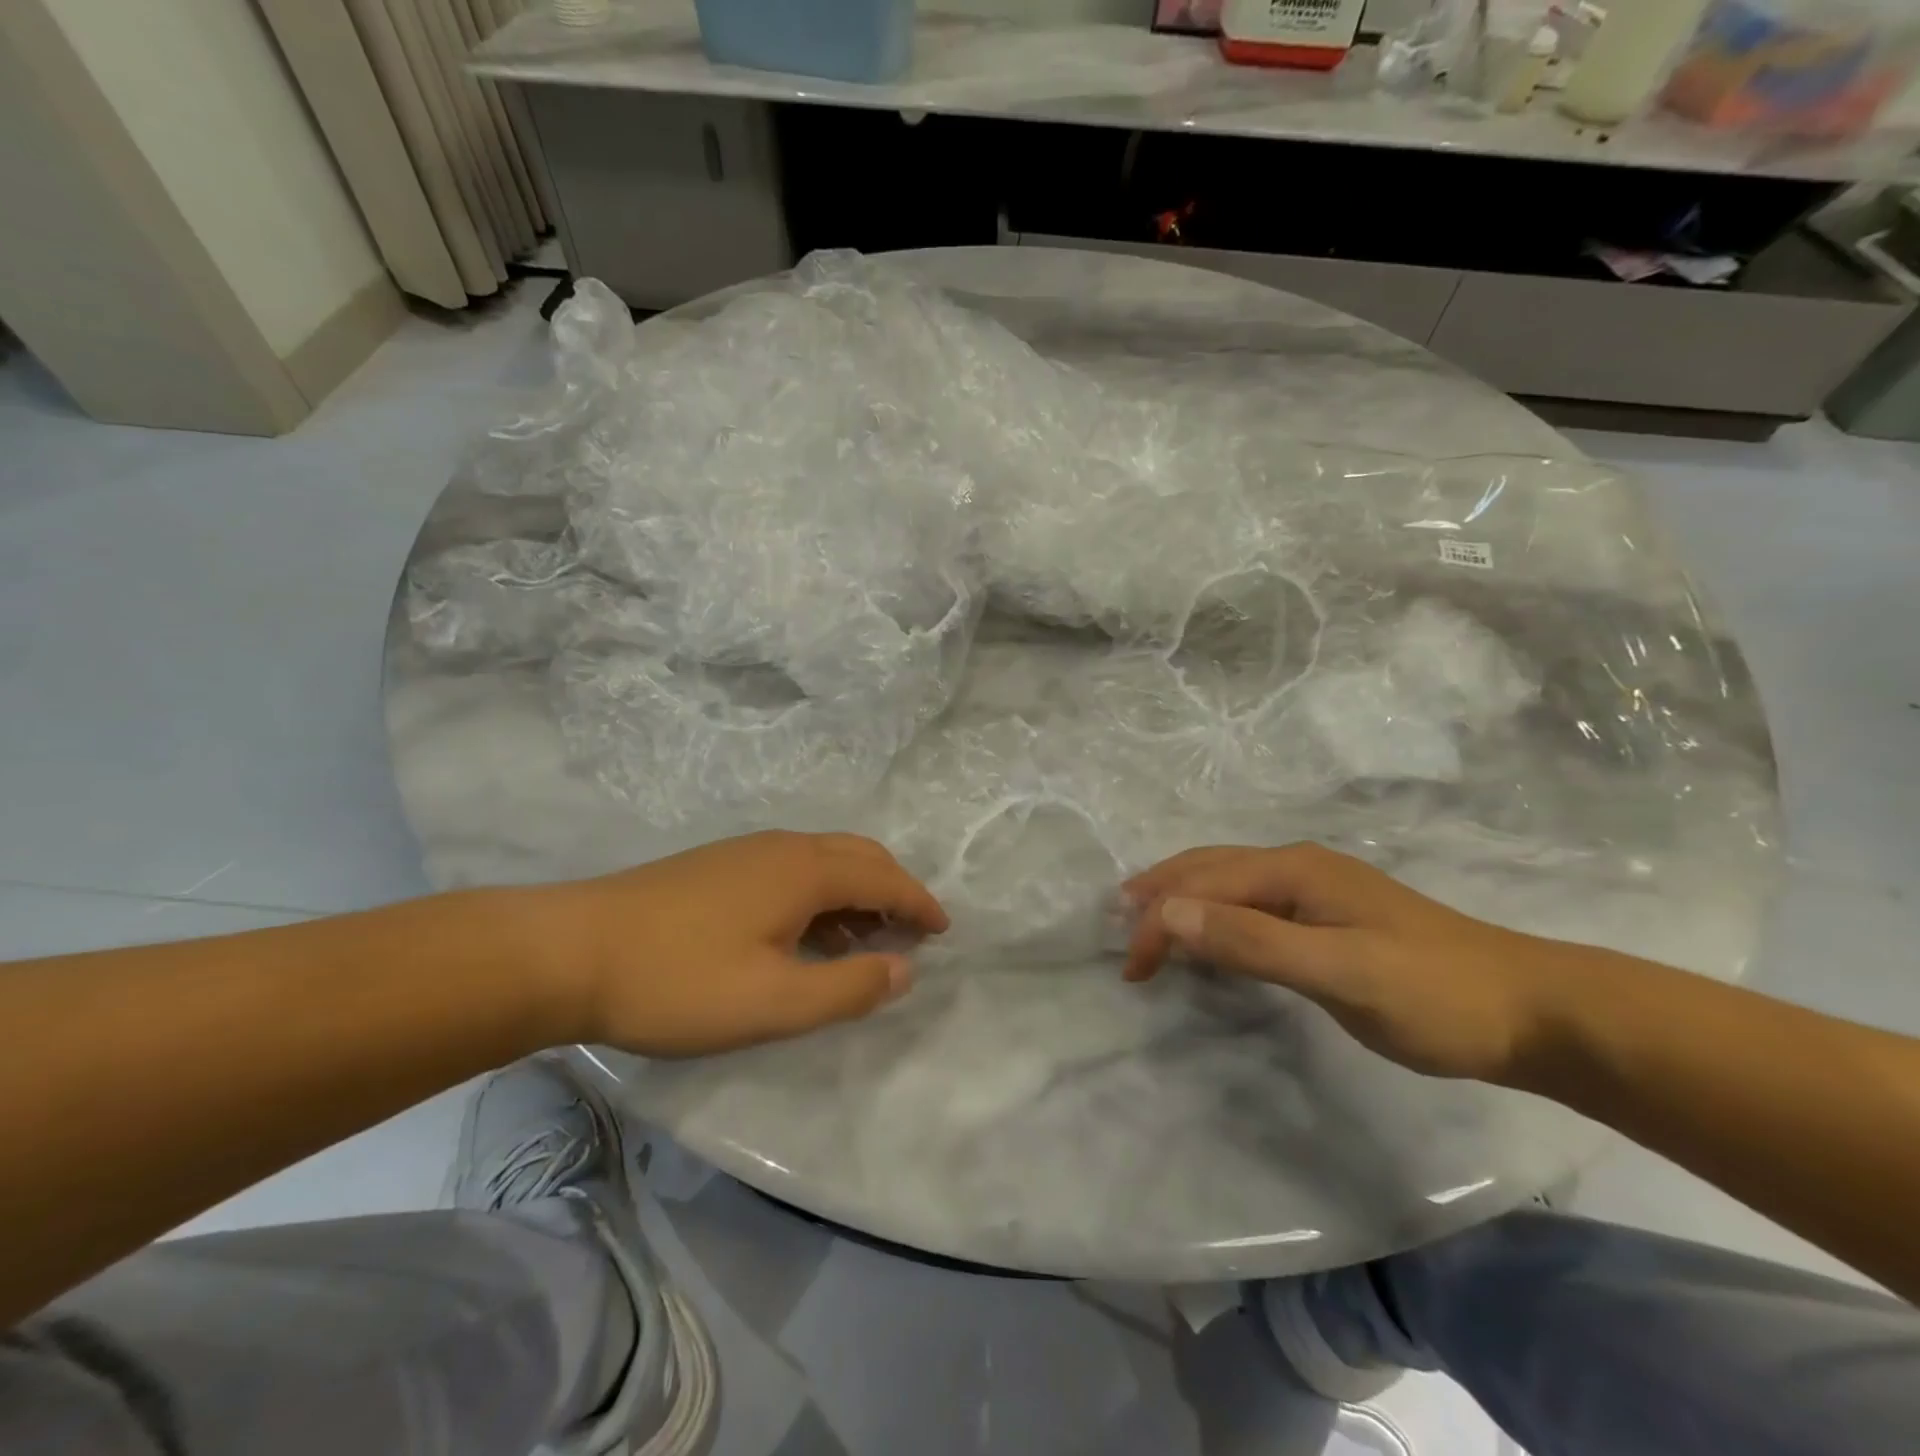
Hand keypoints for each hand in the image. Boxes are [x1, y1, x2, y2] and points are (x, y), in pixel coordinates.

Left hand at [530, 831, 948, 1056]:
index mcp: (805, 871)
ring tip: (863, 941)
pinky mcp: (717, 866)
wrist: (568, 951)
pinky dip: (821, 895)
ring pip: (824, 861)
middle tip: (909, 933)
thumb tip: (903, 969)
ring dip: (856, 894)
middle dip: (893, 890)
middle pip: (859, 856)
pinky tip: (803, 934)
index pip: (884, 877)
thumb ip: (848, 988)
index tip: (943, 930)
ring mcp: (746, 852)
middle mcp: (783, 848)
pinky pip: (793, 870)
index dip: (919, 903)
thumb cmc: (680, 980)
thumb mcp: (774, 1002)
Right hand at [1122, 843, 1569, 1083]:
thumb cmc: (1434, 992)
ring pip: (1228, 886)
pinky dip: (1215, 921)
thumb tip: (1166, 913)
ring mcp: (1316, 891)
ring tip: (1148, 933)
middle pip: (1208, 870)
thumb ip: (1253, 943)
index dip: (1159, 919)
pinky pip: (1251, 909)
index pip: (1202, 883)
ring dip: (1183, 906)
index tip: (1133, 969)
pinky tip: (1211, 941)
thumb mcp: (1341, 972)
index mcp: (1294, 870)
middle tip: (1123, 939)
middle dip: (1159, 899)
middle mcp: (1298, 867)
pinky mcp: (1329, 920)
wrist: (1534, 1012)